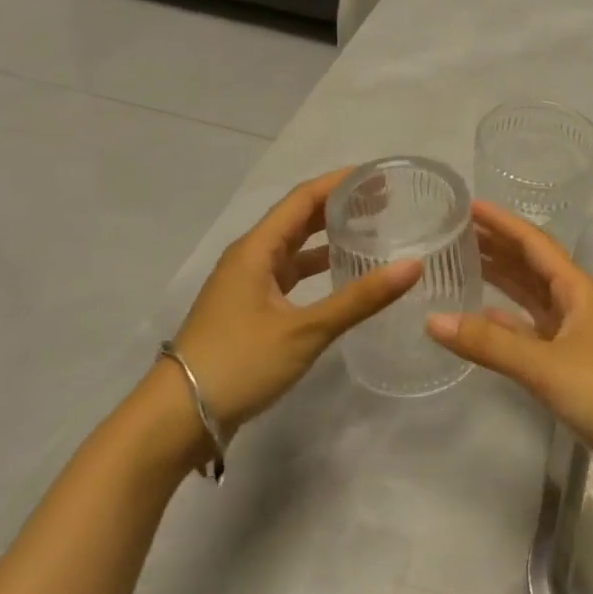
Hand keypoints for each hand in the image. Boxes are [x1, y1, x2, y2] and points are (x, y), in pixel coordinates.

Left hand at [170, 170, 420, 433]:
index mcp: (257, 249)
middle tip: (384, 201)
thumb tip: (413, 265)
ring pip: (293, 247)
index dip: (340, 182)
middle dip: (338, 205)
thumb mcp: (305, 330)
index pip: (303, 198)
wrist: (179, 417)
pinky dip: (316, 267)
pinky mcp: (249, 308)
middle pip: (298, 218)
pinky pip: (288, 273)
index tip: (378, 176)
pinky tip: (341, 275)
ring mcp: (247, 284)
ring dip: (327, 235)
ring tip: (370, 231)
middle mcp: (250, 257)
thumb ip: (360, 299)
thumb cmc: (239, 363)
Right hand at [426, 201, 592, 499]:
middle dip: (497, 247)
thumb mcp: (546, 365)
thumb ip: (490, 343)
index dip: (501, 222)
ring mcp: (575, 335)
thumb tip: (432, 320)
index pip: (534, 243)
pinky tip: (482, 317)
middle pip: (531, 266)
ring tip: (463, 265)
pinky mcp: (571, 365)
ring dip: (501, 281)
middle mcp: (576, 304)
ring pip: (531, 298)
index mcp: (578, 290)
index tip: (467, 205)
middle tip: (454, 233)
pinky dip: (507, 322)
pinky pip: (531, 331)